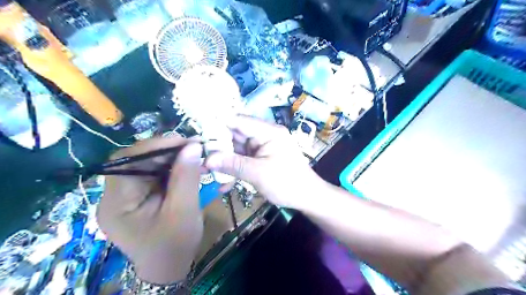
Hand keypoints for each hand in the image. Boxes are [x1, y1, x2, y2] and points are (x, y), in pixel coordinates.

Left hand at [96, 138, 202, 283]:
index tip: (184, 141)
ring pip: (146, 164)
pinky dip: (171, 167)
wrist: (169, 267)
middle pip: (135, 160)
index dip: (154, 146)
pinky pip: (153, 173)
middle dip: (165, 151)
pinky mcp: (138, 195)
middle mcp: (115, 195)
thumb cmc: (174, 244)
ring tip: (193, 155)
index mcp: (117, 203)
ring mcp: (126, 194)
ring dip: (170, 157)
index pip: (125, 162)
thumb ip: (186, 177)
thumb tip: (193, 146)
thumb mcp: (184, 210)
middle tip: (192, 146)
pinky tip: (186, 166)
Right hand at [206, 114, 325, 208]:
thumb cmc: (287, 183)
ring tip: (206, 171)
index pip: (239, 121)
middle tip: (199, 156)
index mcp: (268, 132)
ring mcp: (263, 147)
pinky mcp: (262, 158)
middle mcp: (265, 135)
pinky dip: (235, 168)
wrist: (307, 198)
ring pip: (238, 149)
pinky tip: (224, 183)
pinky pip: (244, 159)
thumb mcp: (258, 174)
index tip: (197, 131)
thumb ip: (232, 165)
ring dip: (224, 160)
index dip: (218, 124)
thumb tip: (206, 159)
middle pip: (236, 135)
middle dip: (218, 146)